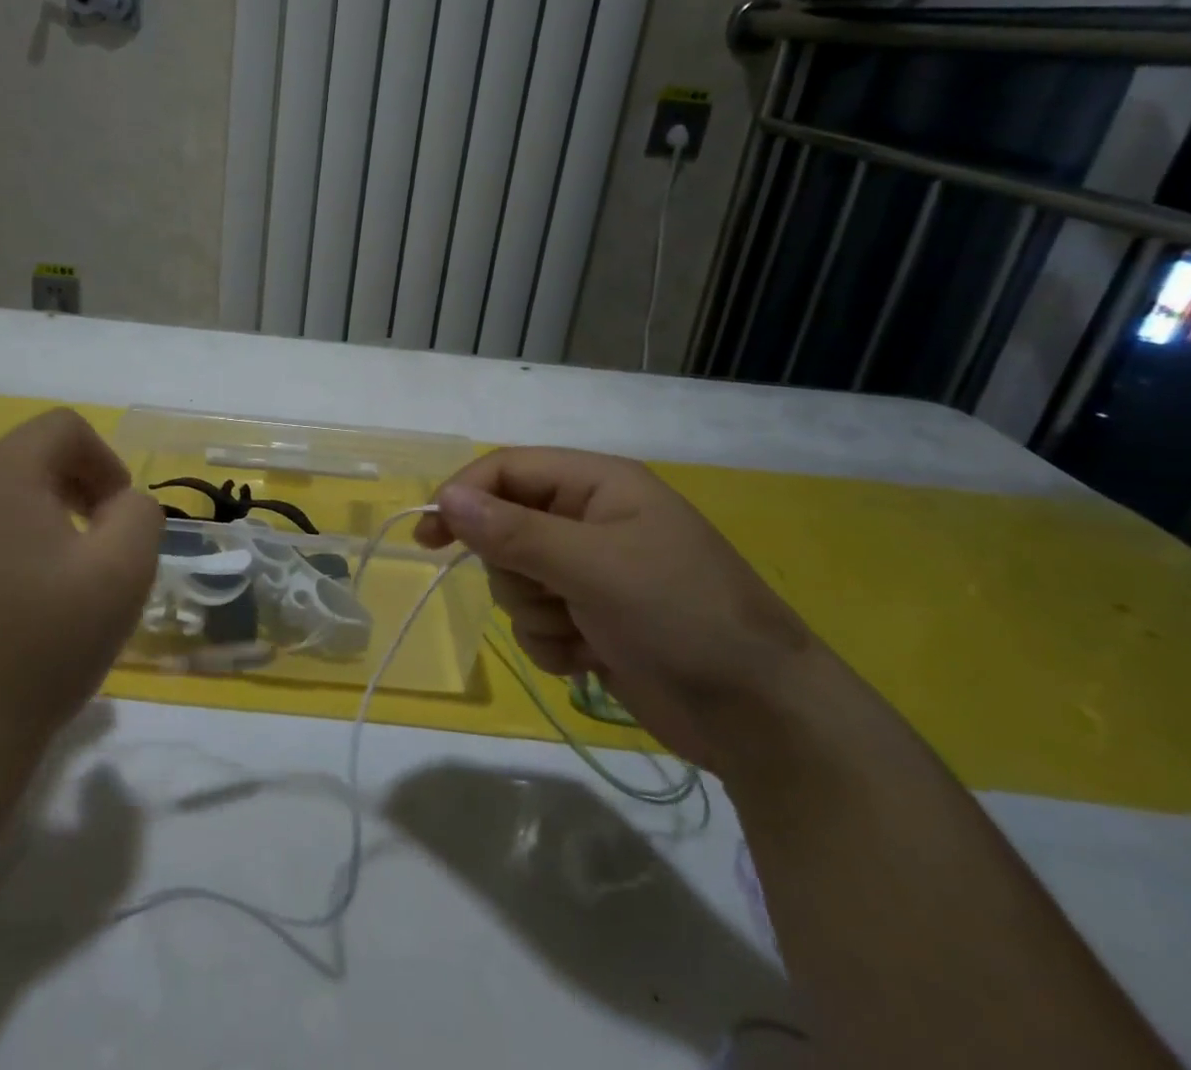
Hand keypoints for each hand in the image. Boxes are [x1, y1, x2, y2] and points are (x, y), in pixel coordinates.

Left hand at [0, 409, 163, 755]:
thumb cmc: (41, 647)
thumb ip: (140, 511)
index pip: (62, 428)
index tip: (111, 513)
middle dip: (56, 485)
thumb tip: (118, 500)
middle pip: (14, 453)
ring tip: (21, 565)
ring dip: (7, 507)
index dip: (102, 461)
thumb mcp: (125, 573)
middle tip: (74, 541)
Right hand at [415, 448, 817, 770]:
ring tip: (584, 632)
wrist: (762, 720)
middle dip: (515, 571)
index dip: (464, 496)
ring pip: (515, 581)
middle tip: (552, 594)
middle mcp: (590, 521)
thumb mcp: (594, 566)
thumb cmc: (682, 617)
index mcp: (598, 485)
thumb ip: (514, 532)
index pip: (507, 470)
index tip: (429, 536)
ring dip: (537, 614)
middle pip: (504, 529)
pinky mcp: (591, 621)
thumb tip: (445, 499)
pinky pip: (535, 623)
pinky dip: (553, 645)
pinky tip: (591, 659)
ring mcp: (591, 574)